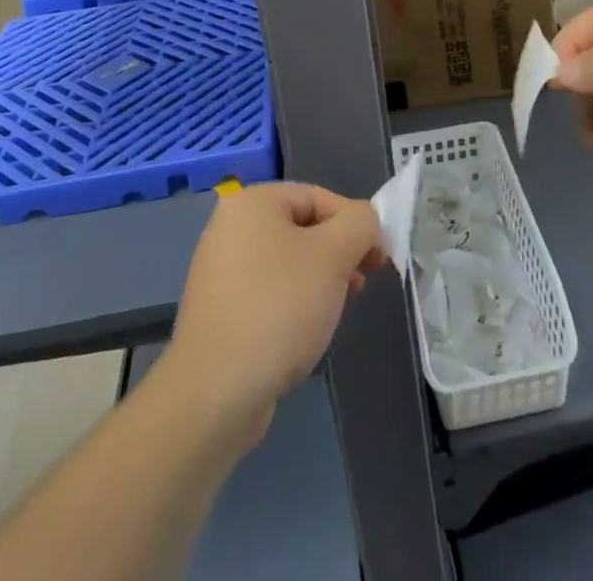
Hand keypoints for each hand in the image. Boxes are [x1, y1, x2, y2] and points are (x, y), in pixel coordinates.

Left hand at [164, 184, 384, 447]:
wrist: (214, 395)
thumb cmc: (278, 309)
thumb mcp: (333, 256)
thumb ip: (361, 224)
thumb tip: (368, 221)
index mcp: (253, 202)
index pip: (319, 198)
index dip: (355, 224)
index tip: (378, 259)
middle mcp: (231, 227)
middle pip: (304, 228)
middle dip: (338, 255)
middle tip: (361, 285)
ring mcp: (221, 270)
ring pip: (289, 262)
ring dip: (320, 282)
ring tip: (334, 313)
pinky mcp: (220, 310)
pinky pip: (269, 292)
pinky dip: (294, 304)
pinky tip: (305, 333)